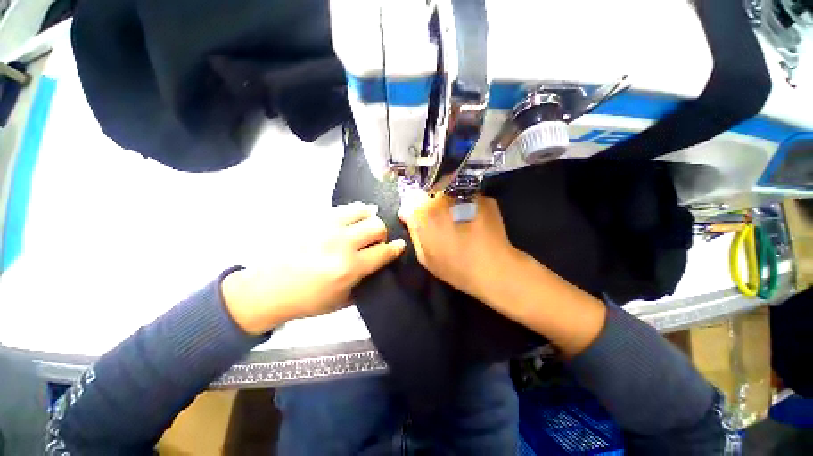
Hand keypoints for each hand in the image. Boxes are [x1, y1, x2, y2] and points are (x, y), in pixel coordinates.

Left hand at [221, 202, 405, 334]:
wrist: (267, 289)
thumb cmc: (307, 300)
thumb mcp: (343, 301)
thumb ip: (366, 281)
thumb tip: (380, 263)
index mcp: (350, 268)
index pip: (384, 251)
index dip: (396, 248)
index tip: (399, 245)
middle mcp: (342, 244)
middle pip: (377, 227)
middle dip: (382, 234)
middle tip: (376, 241)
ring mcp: (327, 227)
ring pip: (364, 211)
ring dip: (370, 219)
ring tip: (365, 227)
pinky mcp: (315, 218)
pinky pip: (345, 207)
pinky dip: (355, 212)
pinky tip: (353, 219)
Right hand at [398, 191, 520, 300]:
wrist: (494, 269)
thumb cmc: (455, 267)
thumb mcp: (425, 256)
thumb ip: (413, 231)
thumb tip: (405, 213)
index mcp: (425, 213)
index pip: (411, 200)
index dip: (414, 209)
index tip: (419, 218)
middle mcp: (443, 198)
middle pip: (430, 193)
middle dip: (430, 204)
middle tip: (440, 222)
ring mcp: (464, 195)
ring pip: (449, 192)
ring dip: (448, 203)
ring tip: (458, 221)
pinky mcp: (483, 197)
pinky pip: (467, 197)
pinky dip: (466, 205)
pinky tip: (472, 221)